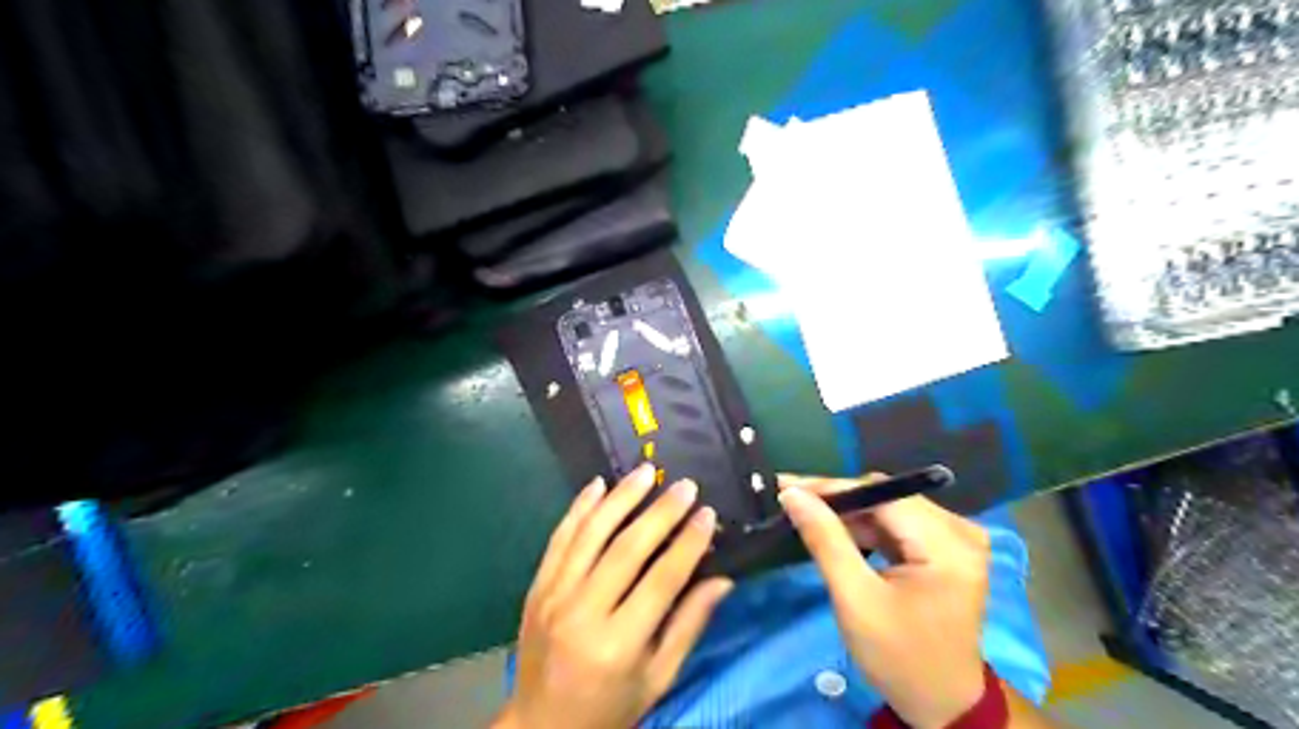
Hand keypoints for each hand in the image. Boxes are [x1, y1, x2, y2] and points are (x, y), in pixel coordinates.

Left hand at [498, 465, 734, 727]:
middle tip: (685, 485)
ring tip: (646, 471)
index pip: (661, 580)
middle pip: (627, 549)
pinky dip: (579, 508)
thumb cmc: (609, 708)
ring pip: (591, 533)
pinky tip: (598, 485)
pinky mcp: (537, 587)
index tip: (707, 514)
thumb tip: (723, 580)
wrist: (540, 727)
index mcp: (619, 645)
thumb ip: (688, 626)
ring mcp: (554, 596)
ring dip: (620, 498)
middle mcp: (583, 613)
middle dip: (660, 512)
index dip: (688, 543)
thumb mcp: (657, 679)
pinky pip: (559, 538)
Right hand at [775, 473, 992, 728]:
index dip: (832, 488)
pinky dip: (865, 527)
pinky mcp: (947, 550)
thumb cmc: (899, 658)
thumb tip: (793, 494)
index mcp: (949, 545)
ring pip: (889, 508)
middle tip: (791, 499)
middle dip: (838, 499)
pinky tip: (835, 530)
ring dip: (848, 513)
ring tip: (806, 513)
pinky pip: (898, 524)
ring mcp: (957, 539)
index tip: (786, 485)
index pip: (883, 495)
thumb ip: (825, 540)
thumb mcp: (855, 599)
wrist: (942, 705)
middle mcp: (961, 531)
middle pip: (888, 497)